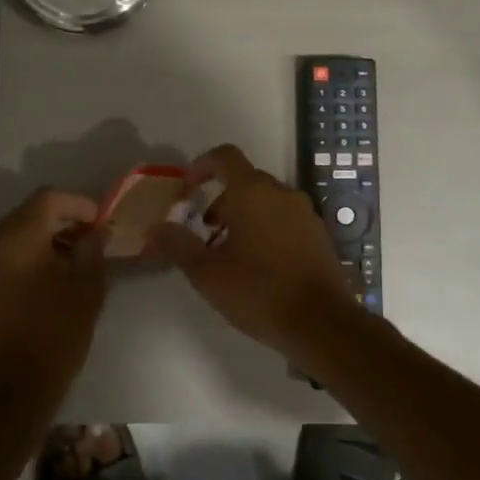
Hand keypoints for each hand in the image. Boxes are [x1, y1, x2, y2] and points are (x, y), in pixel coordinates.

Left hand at [0, 189, 105, 417]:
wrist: (5, 400)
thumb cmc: (54, 339)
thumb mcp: (87, 292)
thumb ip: (92, 252)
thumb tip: (94, 233)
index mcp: (17, 240)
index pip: (47, 198)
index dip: (77, 203)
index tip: (98, 223)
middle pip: (23, 218)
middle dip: (56, 224)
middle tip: (84, 243)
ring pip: (5, 245)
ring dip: (34, 248)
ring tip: (61, 271)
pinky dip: (15, 271)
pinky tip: (33, 297)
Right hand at [148, 144, 368, 363]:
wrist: (322, 322)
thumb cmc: (259, 292)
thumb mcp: (207, 274)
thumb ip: (178, 245)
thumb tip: (157, 227)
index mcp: (252, 192)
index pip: (224, 157)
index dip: (201, 166)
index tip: (186, 188)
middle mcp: (281, 192)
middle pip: (244, 181)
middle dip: (220, 201)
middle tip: (204, 234)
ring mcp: (304, 212)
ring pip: (265, 201)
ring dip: (243, 216)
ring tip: (229, 254)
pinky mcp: (318, 233)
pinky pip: (284, 218)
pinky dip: (266, 228)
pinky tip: (259, 265)